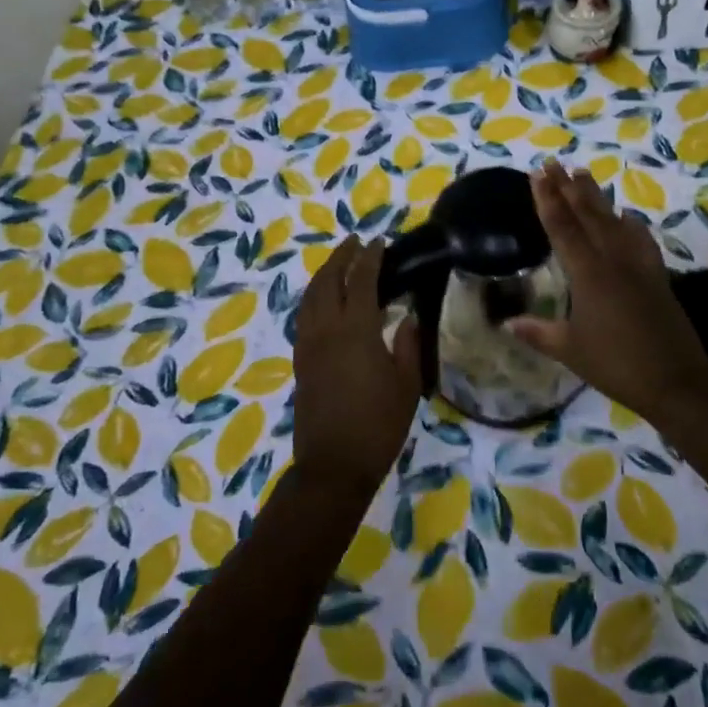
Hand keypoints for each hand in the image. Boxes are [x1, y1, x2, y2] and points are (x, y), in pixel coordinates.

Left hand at [293, 237, 422, 498]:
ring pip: (310, 296)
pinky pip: (304, 314)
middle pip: (328, 280)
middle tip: (356, 242)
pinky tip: (324, 300)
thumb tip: (407, 316)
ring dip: (324, 273)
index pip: (362, 279)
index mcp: (356, 330)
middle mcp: (326, 329)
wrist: (333, 465)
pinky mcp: (300, 360)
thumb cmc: (378, 425)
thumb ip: (407, 344)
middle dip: (341, 256)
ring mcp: (308, 344)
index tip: (380, 241)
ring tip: (339, 263)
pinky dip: (314, 296)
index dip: (371, 256)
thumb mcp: (407, 385)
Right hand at [506, 162, 707, 423]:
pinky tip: (627, 214)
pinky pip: (641, 238)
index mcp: (588, 273)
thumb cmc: (616, 364)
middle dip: (568, 187)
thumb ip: (538, 332)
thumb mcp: (570, 350)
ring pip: (613, 220)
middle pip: (588, 215)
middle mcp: (613, 259)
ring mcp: (638, 265)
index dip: (548, 200)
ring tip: (583, 174)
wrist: (676, 379)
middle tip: (554, 163)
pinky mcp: (656, 275)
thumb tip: (506, 323)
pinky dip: (631, 223)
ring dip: (596, 196)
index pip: (562, 228)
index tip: (537, 174)